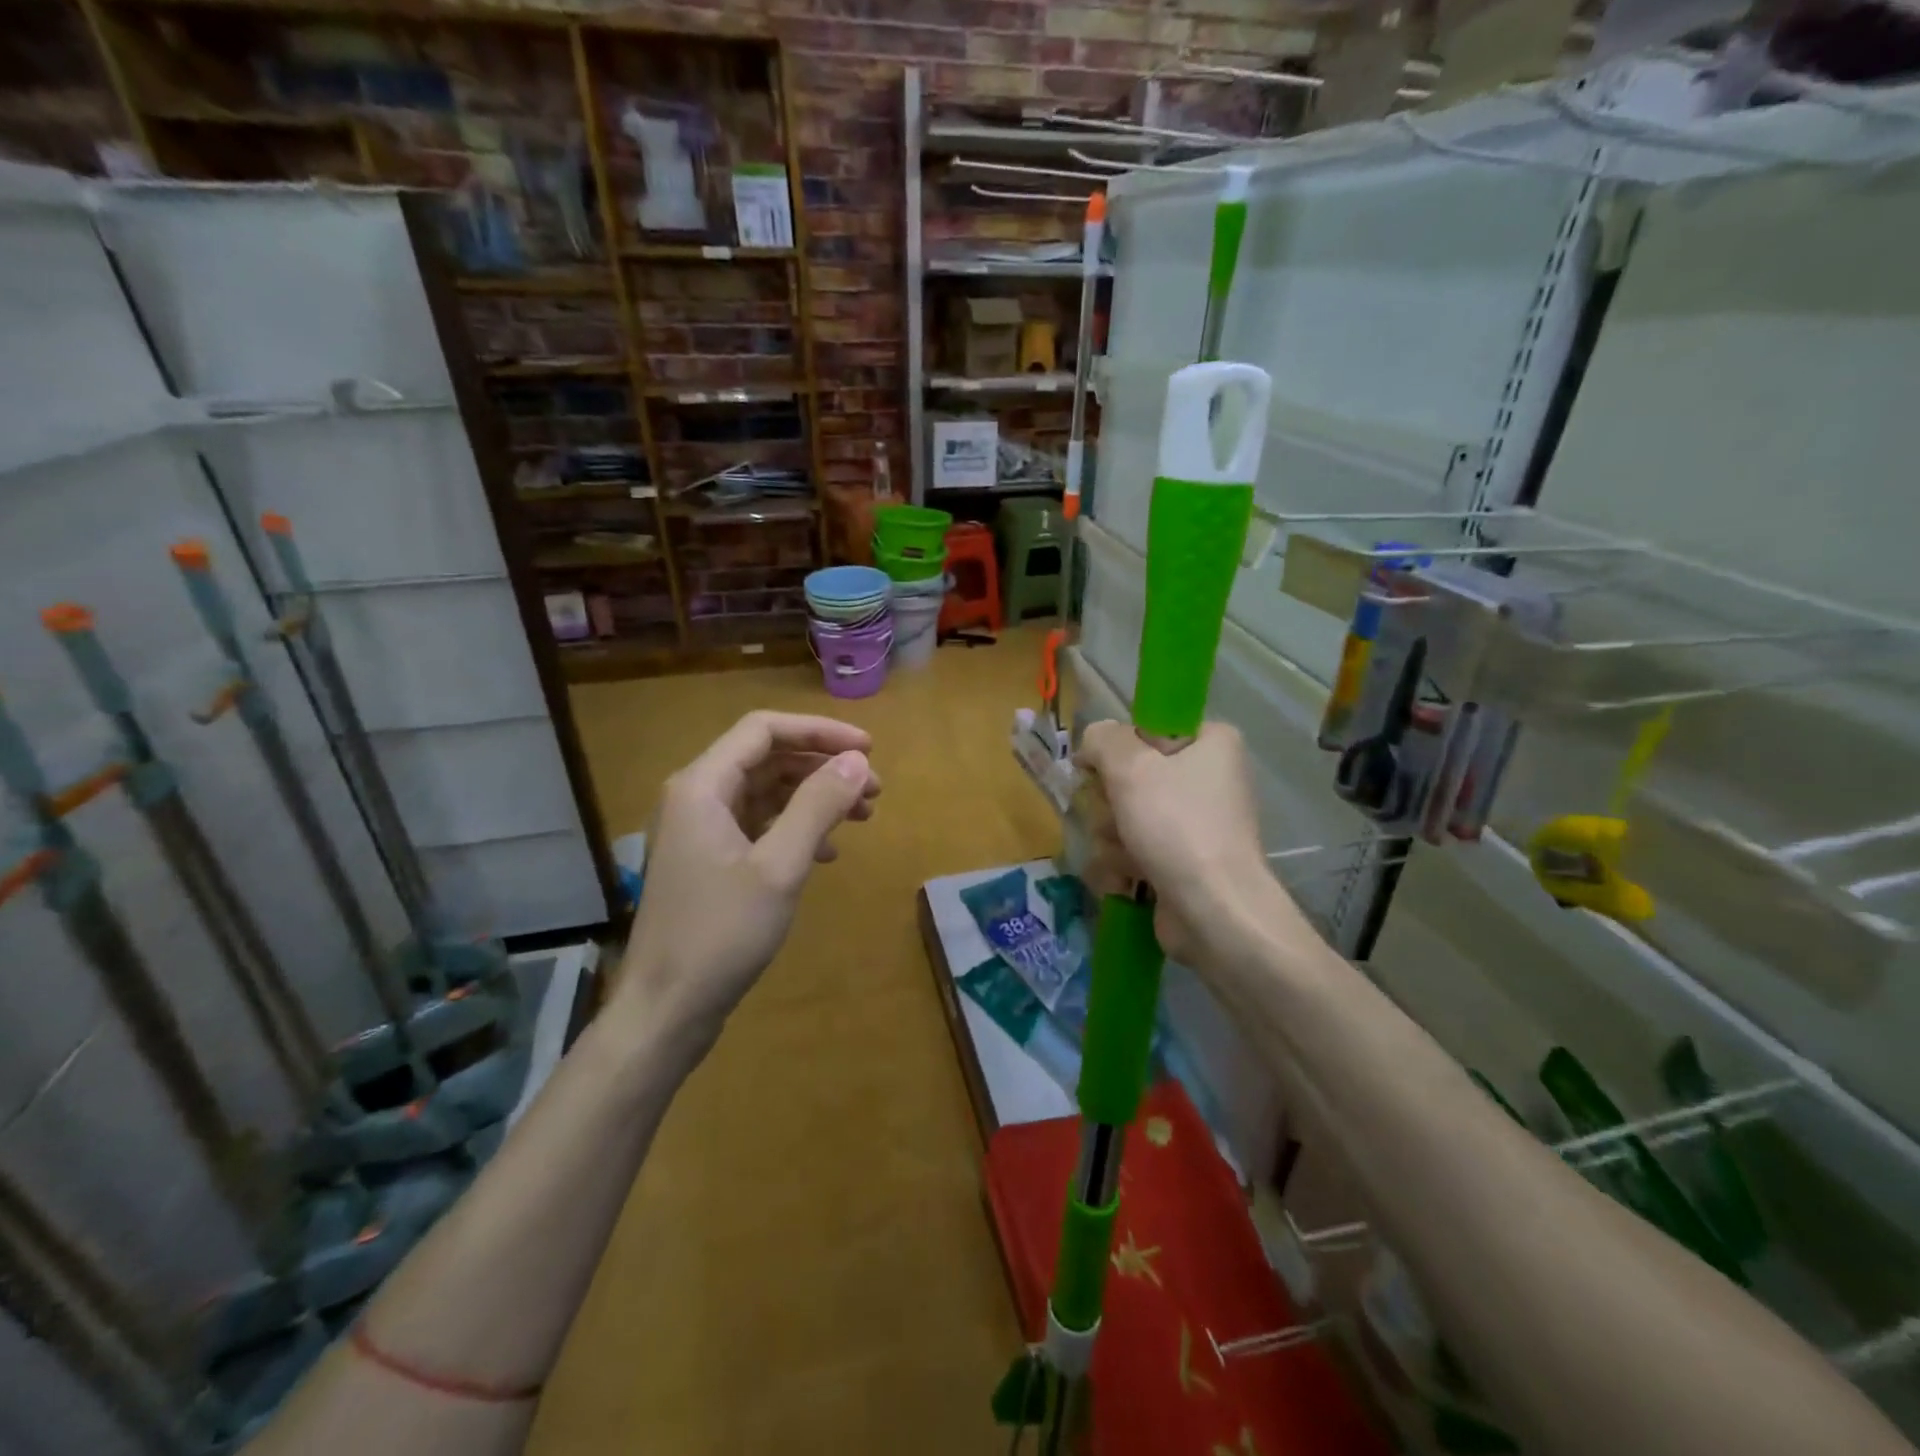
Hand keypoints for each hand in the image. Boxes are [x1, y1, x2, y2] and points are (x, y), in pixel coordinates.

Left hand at [615, 711, 880, 1048]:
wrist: (666, 1010)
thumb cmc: (720, 934)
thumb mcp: (779, 866)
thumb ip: (818, 806)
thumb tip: (857, 761)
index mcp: (702, 785)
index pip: (764, 730)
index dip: (820, 732)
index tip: (869, 749)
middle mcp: (697, 797)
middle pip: (767, 758)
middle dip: (823, 768)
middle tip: (875, 790)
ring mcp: (701, 830)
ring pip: (766, 793)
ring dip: (815, 798)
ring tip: (863, 817)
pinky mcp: (710, 860)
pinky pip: (759, 825)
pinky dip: (796, 828)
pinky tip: (828, 853)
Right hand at [1078, 719, 1292, 968]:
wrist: (1214, 911)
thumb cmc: (1176, 826)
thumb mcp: (1130, 766)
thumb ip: (1101, 739)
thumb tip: (1092, 745)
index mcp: (1211, 743)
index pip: (1146, 730)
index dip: (1117, 750)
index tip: (1099, 770)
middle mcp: (1208, 779)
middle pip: (1131, 776)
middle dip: (1110, 802)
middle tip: (1115, 816)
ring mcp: (1196, 824)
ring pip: (1125, 816)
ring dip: (1112, 837)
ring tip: (1126, 856)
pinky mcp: (1183, 861)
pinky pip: (1135, 849)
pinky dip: (1124, 864)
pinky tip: (1127, 878)